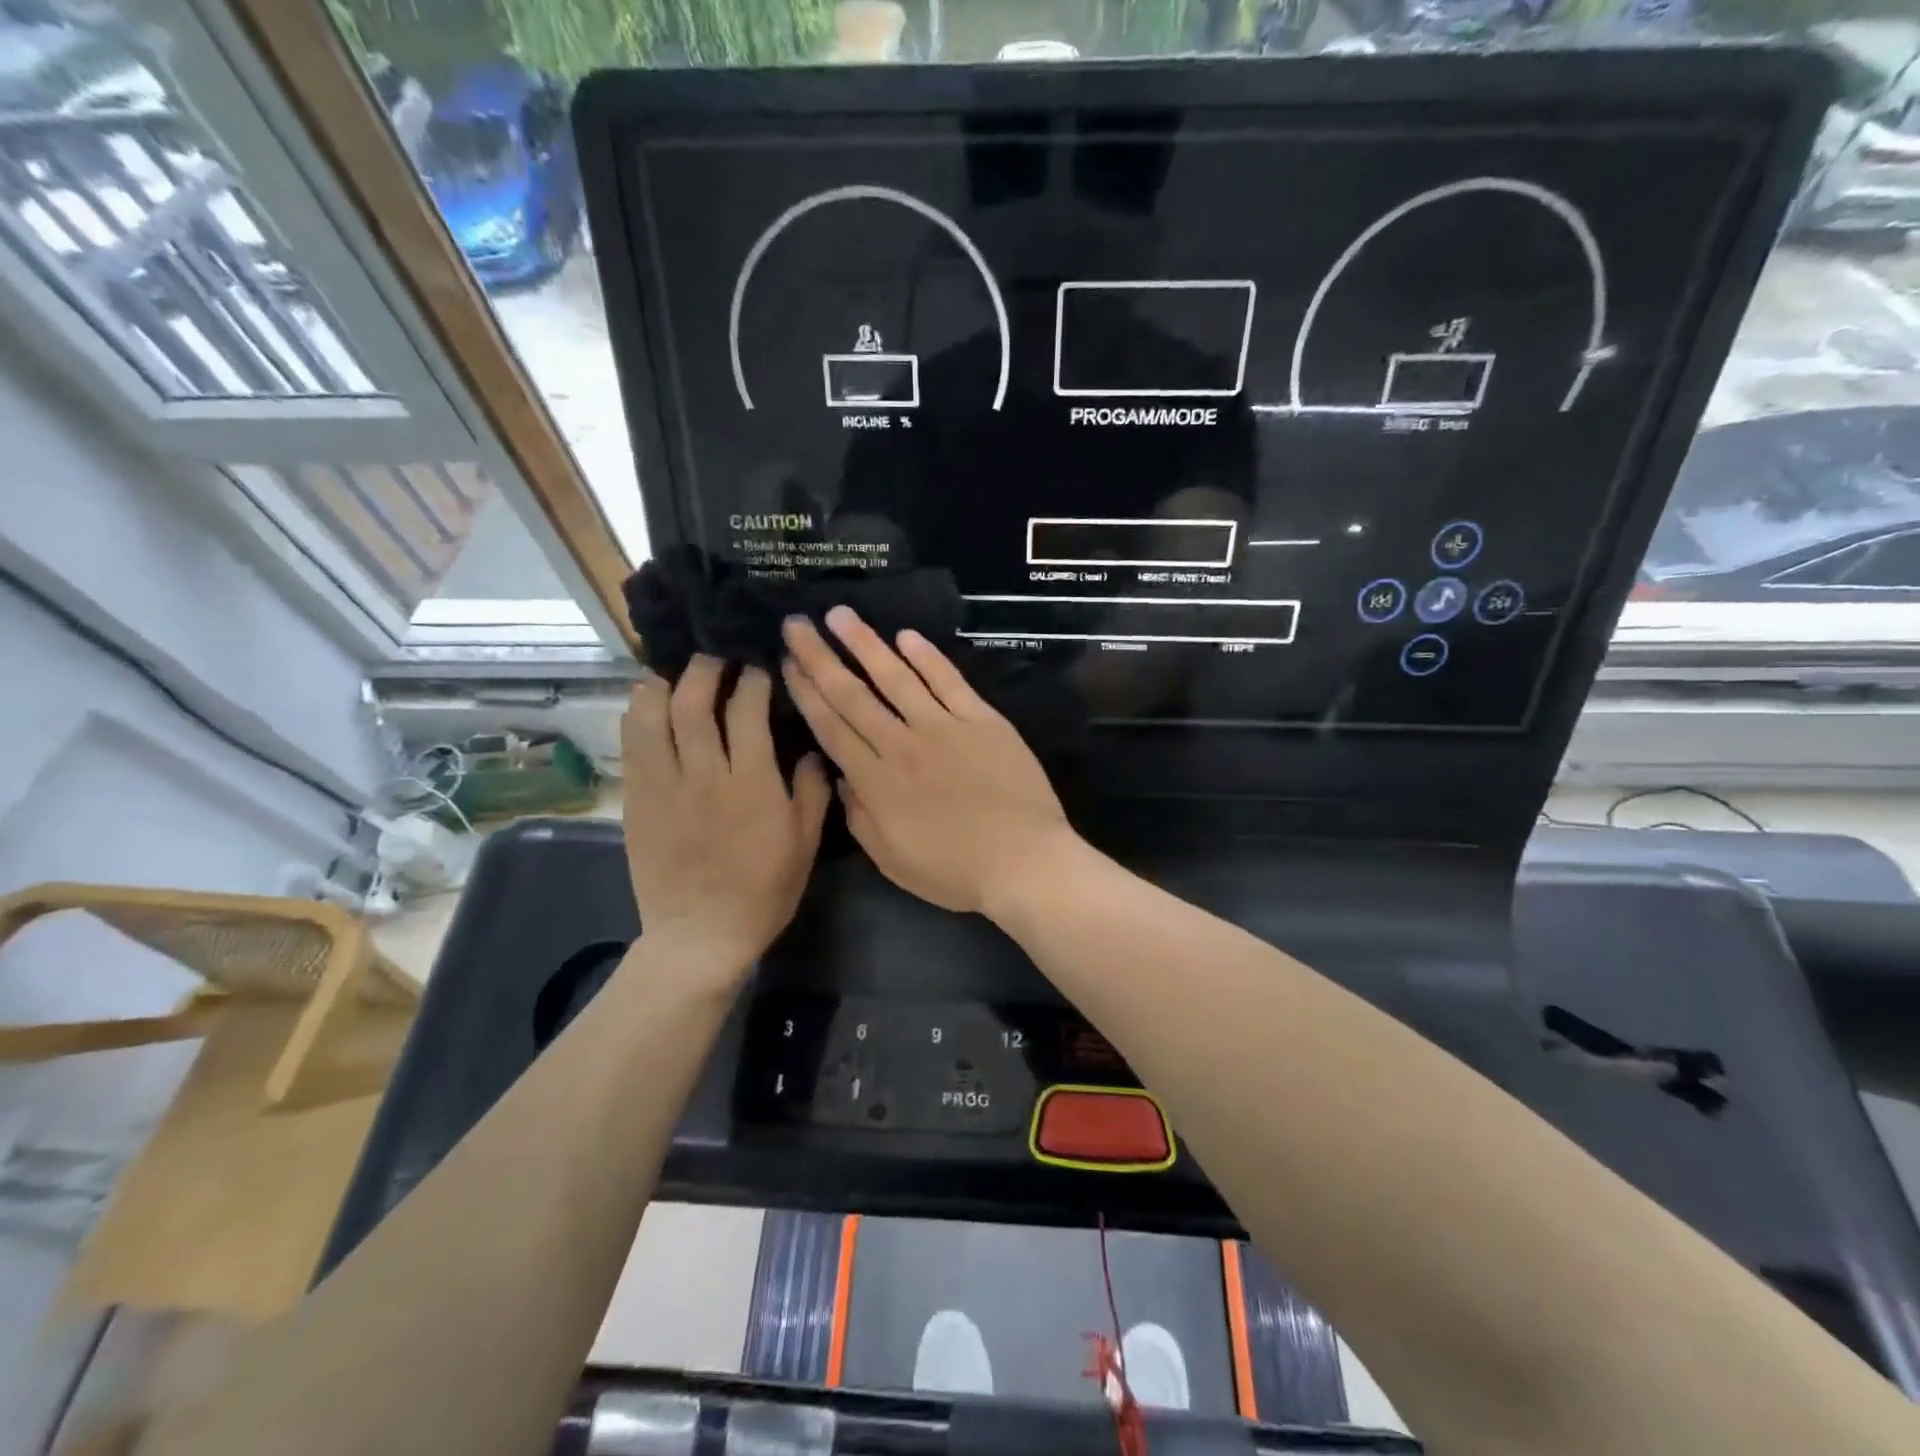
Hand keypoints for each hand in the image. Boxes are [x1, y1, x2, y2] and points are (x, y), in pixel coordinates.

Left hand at [622, 658, 830, 967]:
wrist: (701, 935)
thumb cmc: (763, 890)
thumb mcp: (805, 843)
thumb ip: (812, 791)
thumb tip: (814, 750)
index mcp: (751, 783)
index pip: (747, 710)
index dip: (752, 680)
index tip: (759, 668)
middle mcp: (704, 774)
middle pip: (693, 702)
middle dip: (704, 669)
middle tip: (715, 658)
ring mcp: (663, 786)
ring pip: (652, 717)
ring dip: (662, 684)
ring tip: (674, 673)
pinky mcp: (637, 801)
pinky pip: (632, 746)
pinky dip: (638, 716)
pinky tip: (648, 704)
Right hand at [781, 608, 1072, 915]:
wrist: (1024, 861)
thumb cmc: (955, 871)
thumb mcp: (892, 861)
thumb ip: (860, 817)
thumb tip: (842, 777)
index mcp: (876, 781)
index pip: (831, 727)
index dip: (806, 693)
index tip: (787, 663)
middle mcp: (902, 744)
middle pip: (853, 694)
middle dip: (820, 657)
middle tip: (797, 623)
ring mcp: (944, 727)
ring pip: (896, 677)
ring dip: (866, 643)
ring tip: (841, 614)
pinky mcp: (982, 720)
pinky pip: (949, 681)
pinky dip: (927, 657)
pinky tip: (906, 636)